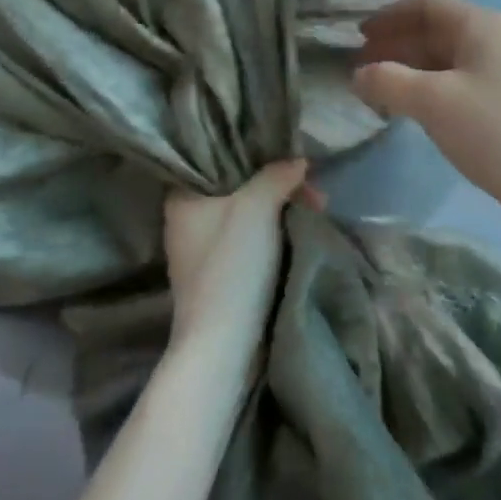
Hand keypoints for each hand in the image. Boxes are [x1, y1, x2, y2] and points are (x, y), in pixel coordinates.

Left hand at [164, 162, 309, 354]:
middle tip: (315, 194)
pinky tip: (301, 233)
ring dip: (281, 212)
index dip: (255, 156)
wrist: (223, 343)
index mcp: (182, 199)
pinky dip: (274, 235)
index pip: (216, 160)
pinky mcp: (219, 276)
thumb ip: (276, 176)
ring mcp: (202, 252)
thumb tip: (297, 160)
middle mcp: (186, 221)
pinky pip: (250, 242)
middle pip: (239, 189)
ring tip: (318, 211)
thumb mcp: (256, 208)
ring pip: (247, 216)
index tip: (289, 160)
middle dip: (279, 187)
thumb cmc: (232, 265)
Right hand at [353, 0, 500, 243]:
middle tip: (360, 68)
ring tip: (378, 92)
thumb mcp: (432, 102)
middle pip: (435, 30)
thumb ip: (387, 81)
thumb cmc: (495, 132)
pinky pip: (460, 85)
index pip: (425, 3)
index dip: (387, 16)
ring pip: (447, 60)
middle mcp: (496, 40)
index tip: (356, 38)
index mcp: (481, 25)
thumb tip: (358, 75)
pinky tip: (413, 112)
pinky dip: (430, 90)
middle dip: (395, 45)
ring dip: (410, 70)